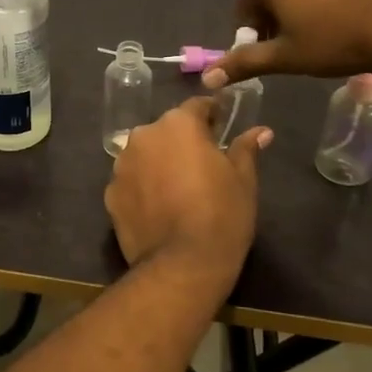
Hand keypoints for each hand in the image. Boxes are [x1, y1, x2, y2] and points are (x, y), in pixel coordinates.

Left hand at [104, 98, 269, 278]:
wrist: (182, 265)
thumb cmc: (221, 215)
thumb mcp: (243, 180)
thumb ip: (246, 149)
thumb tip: (261, 131)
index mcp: (178, 124)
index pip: (197, 107)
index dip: (211, 115)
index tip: (221, 126)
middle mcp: (144, 136)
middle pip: (166, 131)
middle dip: (182, 142)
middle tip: (202, 165)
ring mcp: (122, 165)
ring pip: (145, 155)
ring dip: (159, 163)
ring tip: (178, 190)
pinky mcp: (110, 193)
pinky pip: (131, 181)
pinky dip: (143, 188)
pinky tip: (159, 209)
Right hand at [202, 0, 371, 88]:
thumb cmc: (338, 38)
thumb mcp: (287, 56)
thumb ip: (244, 63)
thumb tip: (208, 78)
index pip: (247, 4)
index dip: (258, 32)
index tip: (278, 50)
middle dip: (281, 10)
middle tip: (304, 40)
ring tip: (331, 24)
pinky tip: (353, 7)